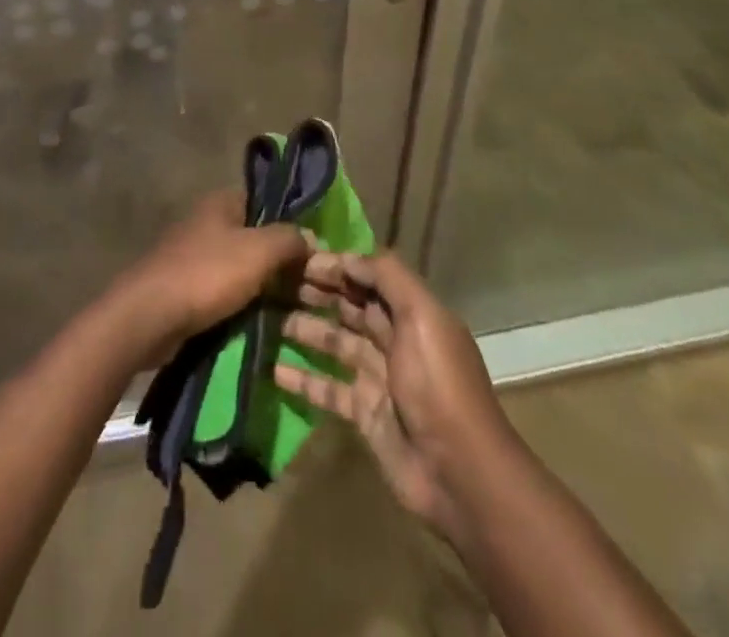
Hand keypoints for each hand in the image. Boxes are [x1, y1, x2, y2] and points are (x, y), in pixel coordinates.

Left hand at [107, 191, 308, 367]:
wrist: (148, 317)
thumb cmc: (206, 274)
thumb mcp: (258, 251)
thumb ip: (288, 239)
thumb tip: (309, 237)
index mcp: (220, 202)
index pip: (264, 202)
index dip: (289, 223)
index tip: (312, 251)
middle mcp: (205, 222)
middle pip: (252, 237)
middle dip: (278, 261)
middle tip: (308, 287)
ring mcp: (190, 255)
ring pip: (238, 267)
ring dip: (260, 287)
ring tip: (291, 310)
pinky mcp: (182, 288)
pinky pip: (220, 291)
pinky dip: (239, 304)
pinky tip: (259, 323)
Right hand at [274, 251, 512, 538]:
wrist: (460, 473)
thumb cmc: (438, 384)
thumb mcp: (421, 317)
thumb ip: (387, 278)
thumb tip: (347, 256)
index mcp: (412, 312)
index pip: (368, 277)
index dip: (337, 265)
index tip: (299, 257)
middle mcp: (395, 339)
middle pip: (350, 307)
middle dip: (317, 292)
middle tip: (276, 281)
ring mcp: (378, 377)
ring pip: (335, 343)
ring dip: (306, 329)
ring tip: (269, 317)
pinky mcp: (365, 413)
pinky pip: (328, 388)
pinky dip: (303, 379)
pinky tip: (274, 370)